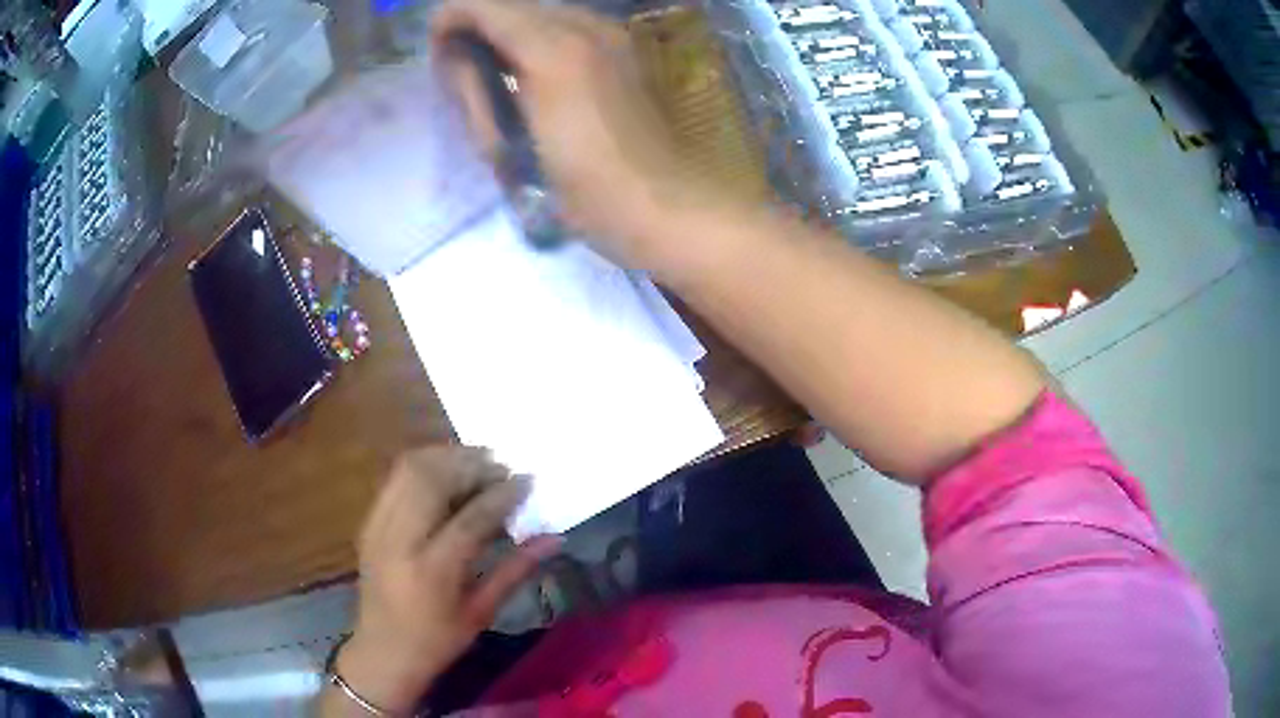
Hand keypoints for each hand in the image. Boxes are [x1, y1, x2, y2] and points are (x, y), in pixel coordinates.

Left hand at [336, 447, 558, 714]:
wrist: (382, 652)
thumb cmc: (438, 641)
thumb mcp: (481, 612)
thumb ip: (516, 569)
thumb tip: (554, 538)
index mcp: (432, 572)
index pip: (471, 518)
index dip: (502, 495)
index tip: (527, 480)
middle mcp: (399, 541)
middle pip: (433, 479)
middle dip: (470, 464)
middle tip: (501, 466)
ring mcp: (377, 527)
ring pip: (409, 469)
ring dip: (445, 457)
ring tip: (476, 462)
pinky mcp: (368, 522)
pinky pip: (394, 479)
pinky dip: (423, 467)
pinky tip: (446, 474)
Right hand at [432, 0, 734, 269]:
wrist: (664, 207)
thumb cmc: (587, 187)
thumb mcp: (517, 145)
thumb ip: (482, 86)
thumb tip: (459, 51)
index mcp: (555, 47)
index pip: (484, 5)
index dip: (451, 20)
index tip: (438, 57)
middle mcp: (585, 26)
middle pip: (511, 5)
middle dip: (479, 31)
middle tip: (469, 84)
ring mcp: (610, 37)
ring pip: (538, 15)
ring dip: (508, 39)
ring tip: (501, 88)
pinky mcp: (623, 53)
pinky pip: (566, 30)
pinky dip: (537, 45)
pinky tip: (535, 84)